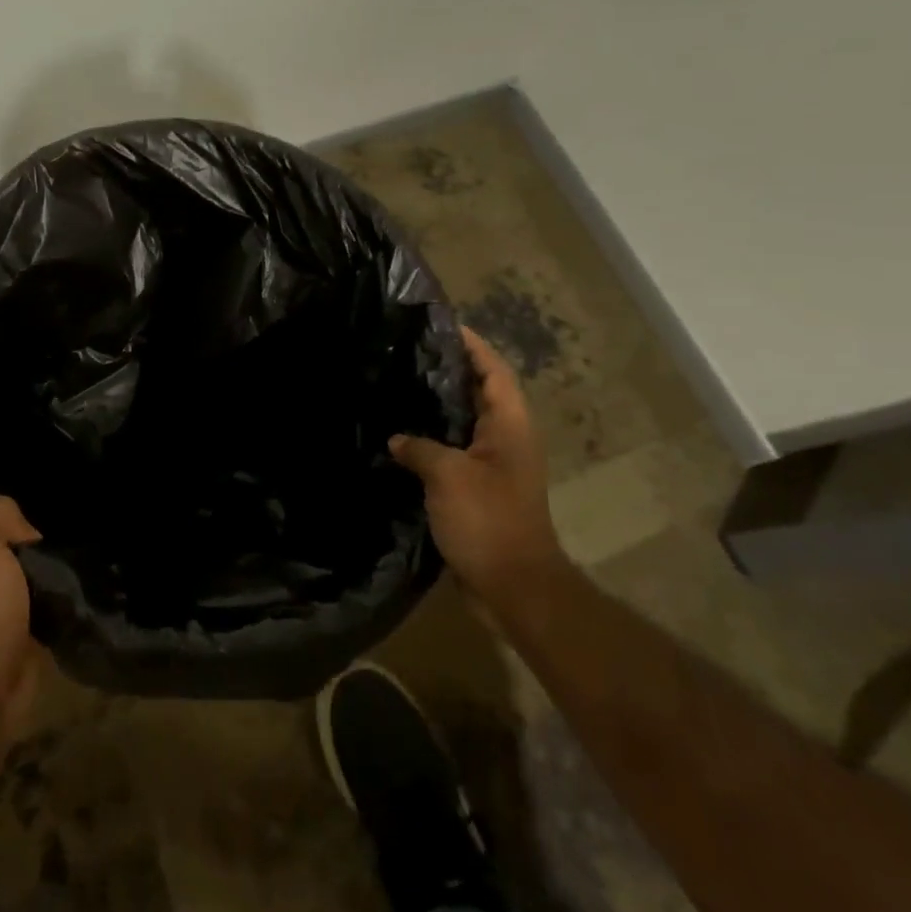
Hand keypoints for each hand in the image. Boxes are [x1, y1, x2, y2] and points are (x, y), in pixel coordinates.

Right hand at [391, 326, 563, 597]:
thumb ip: (420, 447)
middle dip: (448, 370)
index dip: (471, 345)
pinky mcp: (477, 488)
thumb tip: (397, 438)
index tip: (440, 324)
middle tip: (406, 351)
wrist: (512, 587)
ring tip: (398, 385)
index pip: (493, 370)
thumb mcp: (449, 476)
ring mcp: (492, 465)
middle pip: (478, 391)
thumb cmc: (488, 521)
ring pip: (463, 422)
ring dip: (437, 405)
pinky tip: (399, 437)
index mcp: (510, 425)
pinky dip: (430, 439)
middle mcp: (505, 438)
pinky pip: (452, 450)